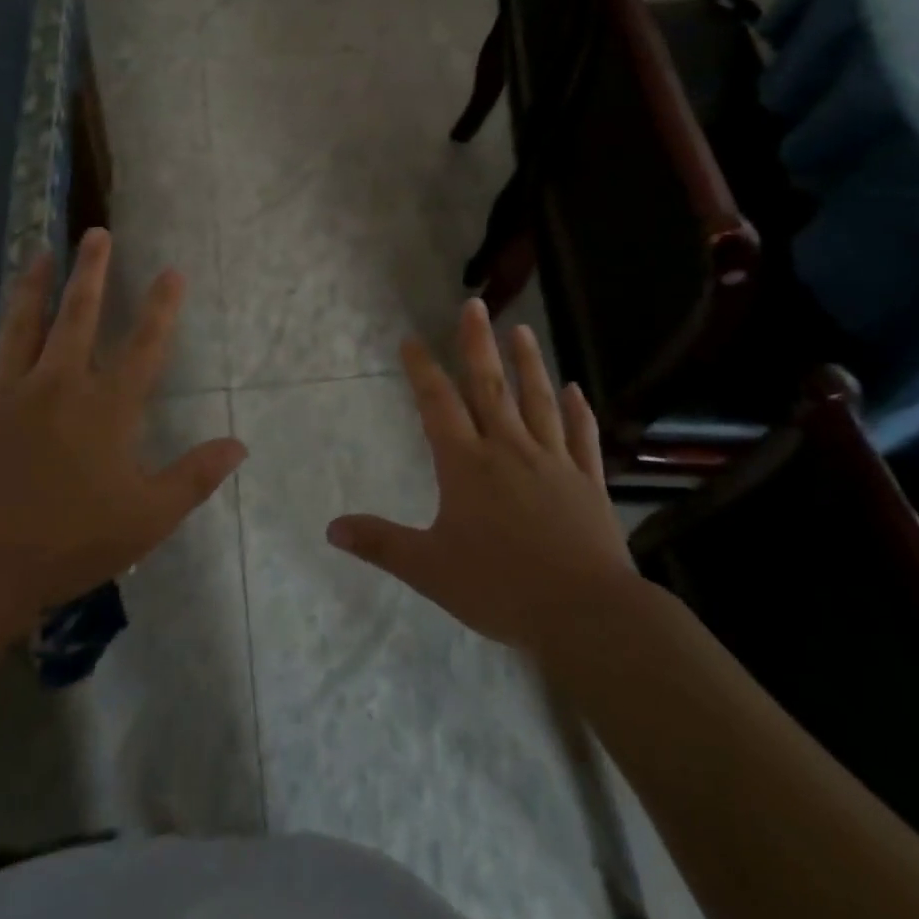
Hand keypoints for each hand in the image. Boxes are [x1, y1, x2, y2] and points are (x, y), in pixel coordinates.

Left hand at [0, 229, 245, 623]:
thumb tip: (240, 444)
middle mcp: (57, 384)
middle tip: (96, 233)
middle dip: (90, 271)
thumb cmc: (68, 543)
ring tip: (37, 254)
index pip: (144, 345)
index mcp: (106, 407)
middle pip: (78, 315)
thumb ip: (195, 476)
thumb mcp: (147, 517)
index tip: (171, 270)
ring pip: (20, 326)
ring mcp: (5, 393)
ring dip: (31, 287)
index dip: (161, 306)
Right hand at [326, 299, 639, 656]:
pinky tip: (576, 388)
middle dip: (478, 344)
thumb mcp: (429, 570)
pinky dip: (577, 410)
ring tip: (521, 329)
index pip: (438, 406)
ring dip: (528, 363)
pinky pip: (580, 436)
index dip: (422, 370)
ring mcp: (553, 461)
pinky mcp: (587, 481)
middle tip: (474, 305)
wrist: (585, 614)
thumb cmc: (501, 588)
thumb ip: (381, 544)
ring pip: (538, 400)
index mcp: (467, 465)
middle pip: (490, 386)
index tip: (411, 339)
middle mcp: (509, 449)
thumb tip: (331, 528)